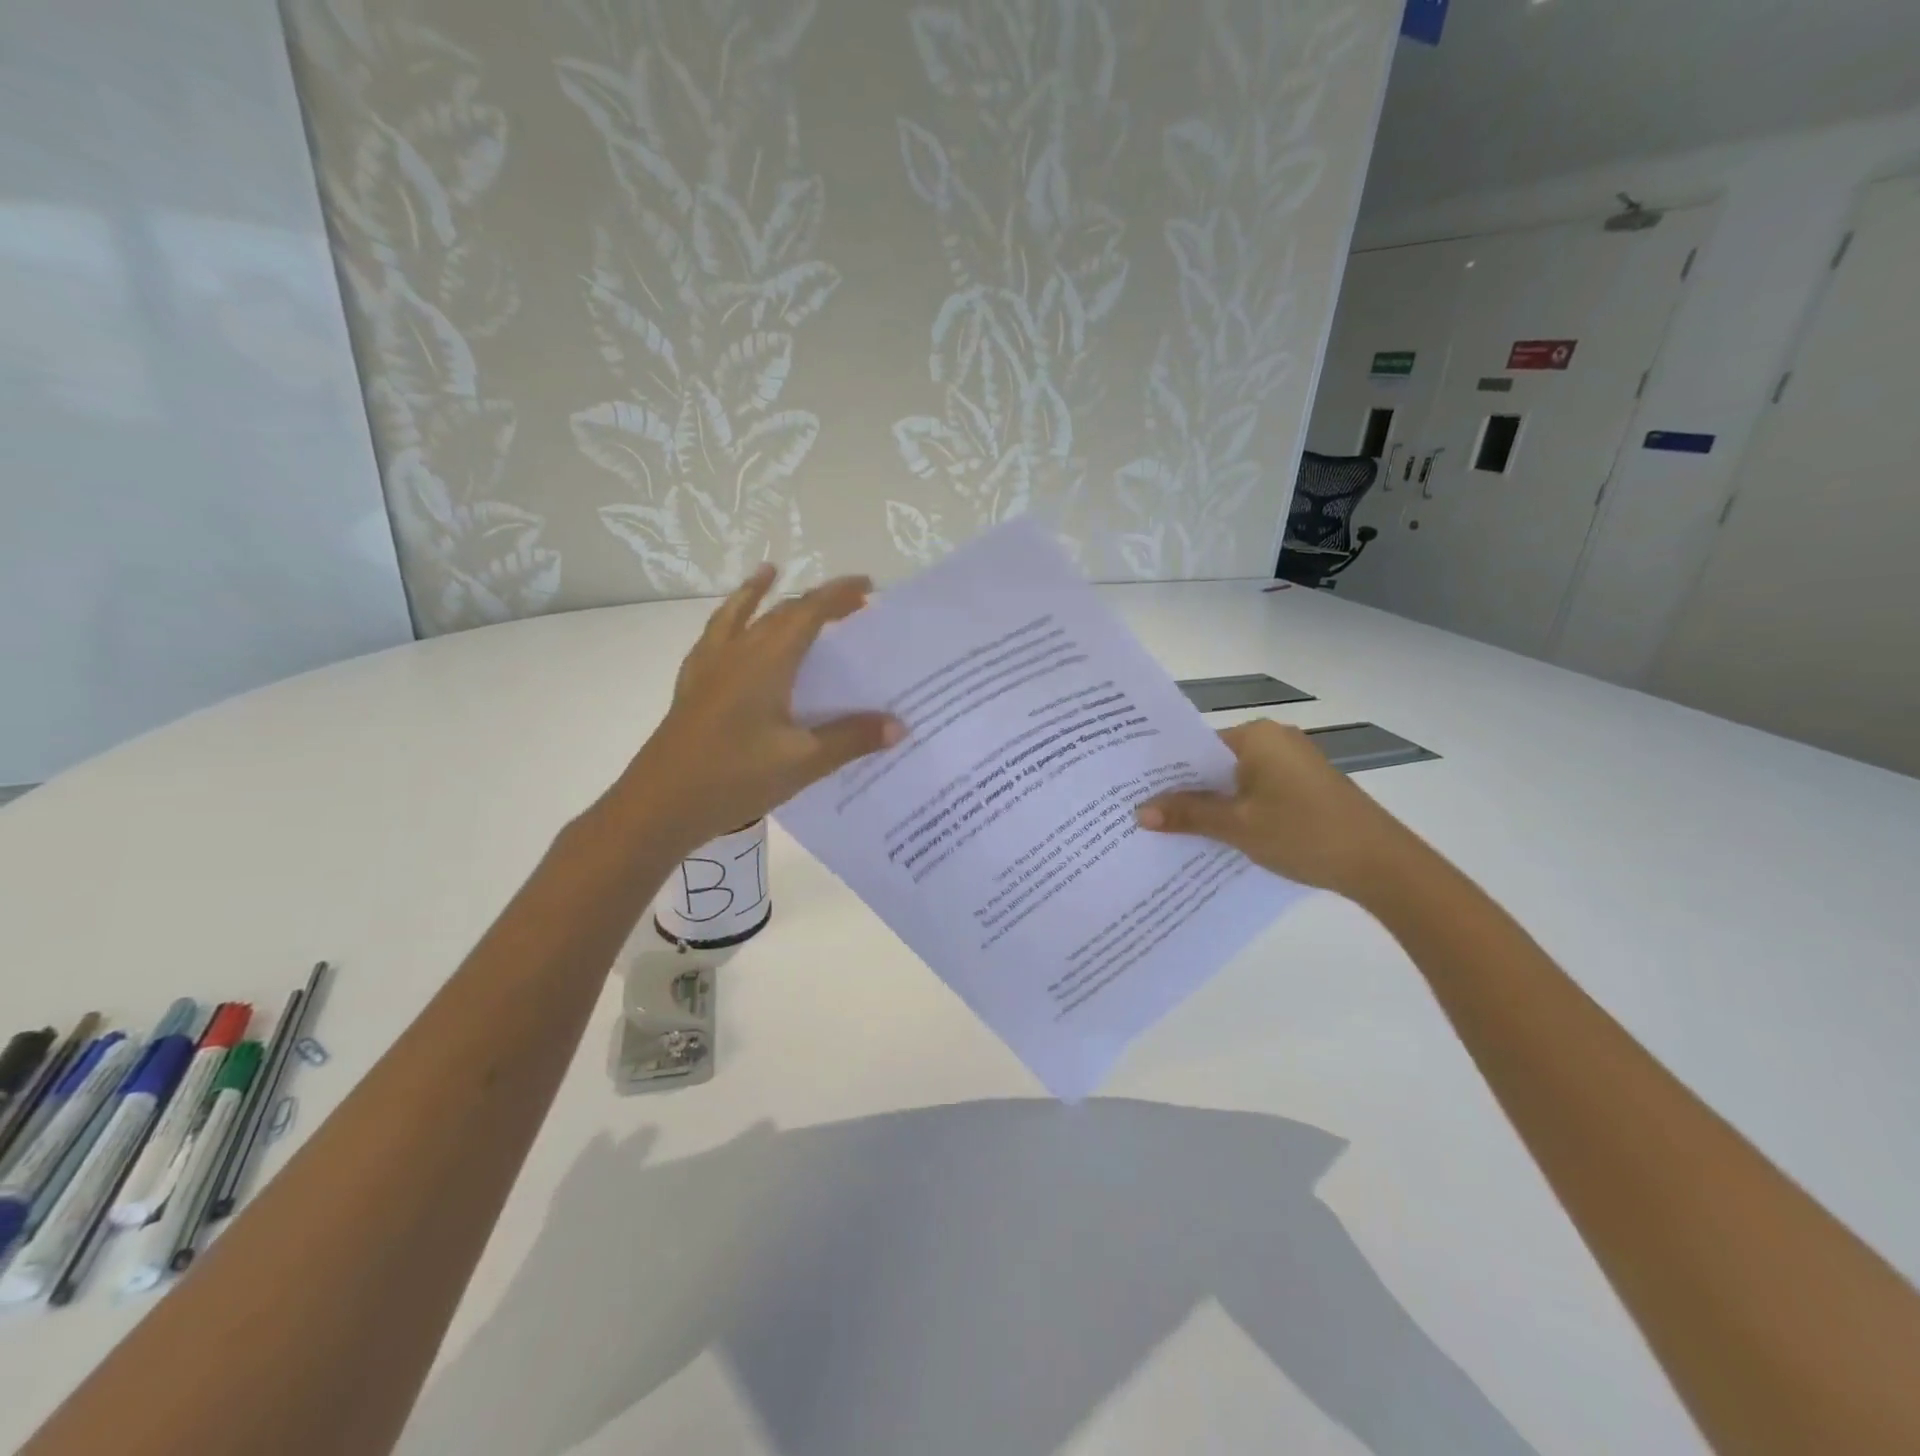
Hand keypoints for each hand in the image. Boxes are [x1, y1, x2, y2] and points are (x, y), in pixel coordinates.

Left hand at [623, 565, 902, 849]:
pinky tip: (728, 635)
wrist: (659, 806)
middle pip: (778, 612)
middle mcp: (736, 654)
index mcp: (766, 662)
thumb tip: (898, 726)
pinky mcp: (691, 689)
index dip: (838, 595)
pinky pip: (713, 639)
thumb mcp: (803, 762)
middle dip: (815, 600)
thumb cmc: (734, 778)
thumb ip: (851, 739)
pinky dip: (728, 622)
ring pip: (736, 616)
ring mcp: (707, 669)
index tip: (867, 586)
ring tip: (769, 572)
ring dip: (758, 593)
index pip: (808, 613)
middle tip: (848, 602)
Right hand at [1135, 719, 1422, 899]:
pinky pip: (1256, 792)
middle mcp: (1274, 740)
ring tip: (1172, 830)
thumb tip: (1139, 812)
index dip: (1165, 771)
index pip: (1195, 746)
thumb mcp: (1238, 826)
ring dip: (1211, 804)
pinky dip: (1237, 810)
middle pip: (1214, 763)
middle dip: (1185, 790)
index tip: (1135, 791)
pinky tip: (1217, 836)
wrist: (1382, 864)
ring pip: (1235, 781)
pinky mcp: (1305, 787)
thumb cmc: (1304, 833)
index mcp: (1256, 737)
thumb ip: (1188, 814)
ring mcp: (1293, 764)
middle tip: (1144, 814)